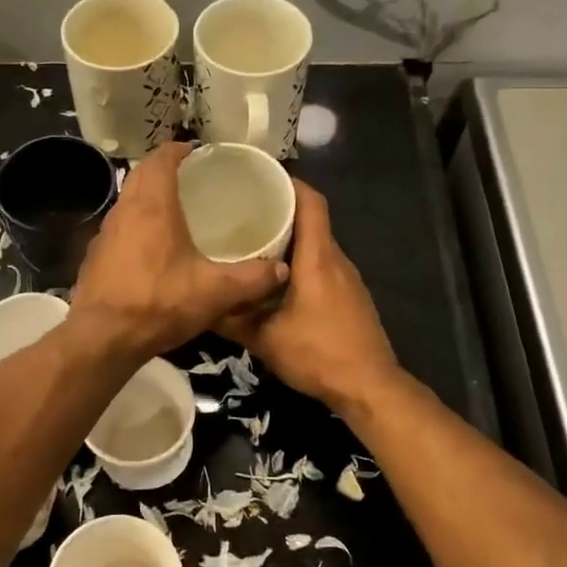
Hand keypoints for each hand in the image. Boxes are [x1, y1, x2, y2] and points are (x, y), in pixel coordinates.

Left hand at [70, 143, 288, 359]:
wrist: (103, 338)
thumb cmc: (159, 302)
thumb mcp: (215, 292)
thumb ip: (252, 278)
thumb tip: (282, 269)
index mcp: (152, 205)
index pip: (160, 159)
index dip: (178, 150)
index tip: (196, 152)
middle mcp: (124, 211)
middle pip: (141, 175)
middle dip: (163, 170)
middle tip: (191, 178)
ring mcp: (105, 234)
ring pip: (128, 202)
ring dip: (148, 198)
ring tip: (175, 211)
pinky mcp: (95, 258)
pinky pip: (119, 229)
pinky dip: (136, 226)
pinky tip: (153, 249)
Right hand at [219, 181, 398, 411]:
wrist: (368, 387)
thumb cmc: (317, 354)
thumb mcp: (264, 339)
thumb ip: (230, 319)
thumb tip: (198, 304)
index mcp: (318, 259)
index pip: (312, 203)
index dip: (291, 184)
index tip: (261, 179)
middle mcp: (337, 260)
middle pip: (313, 221)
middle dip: (281, 212)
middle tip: (243, 213)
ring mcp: (348, 279)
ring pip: (317, 246)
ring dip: (290, 240)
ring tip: (253, 242)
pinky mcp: (350, 297)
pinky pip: (323, 266)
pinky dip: (301, 263)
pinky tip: (277, 280)